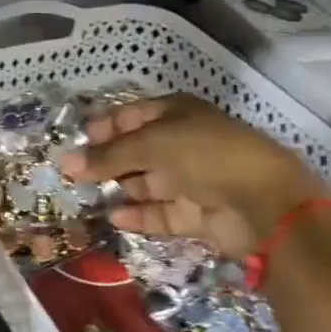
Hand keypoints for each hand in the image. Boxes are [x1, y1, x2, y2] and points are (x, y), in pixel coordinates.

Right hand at [61, 95, 328, 258]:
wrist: (265, 204)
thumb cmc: (204, 156)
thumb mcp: (149, 145)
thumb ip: (106, 156)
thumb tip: (65, 163)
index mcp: (178, 114)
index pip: (132, 115)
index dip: (104, 127)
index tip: (77, 142)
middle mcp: (185, 143)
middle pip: (138, 150)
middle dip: (107, 161)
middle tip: (73, 174)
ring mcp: (193, 180)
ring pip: (147, 183)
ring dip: (120, 189)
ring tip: (86, 197)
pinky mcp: (199, 214)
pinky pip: (162, 213)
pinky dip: (139, 215)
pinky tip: (114, 218)